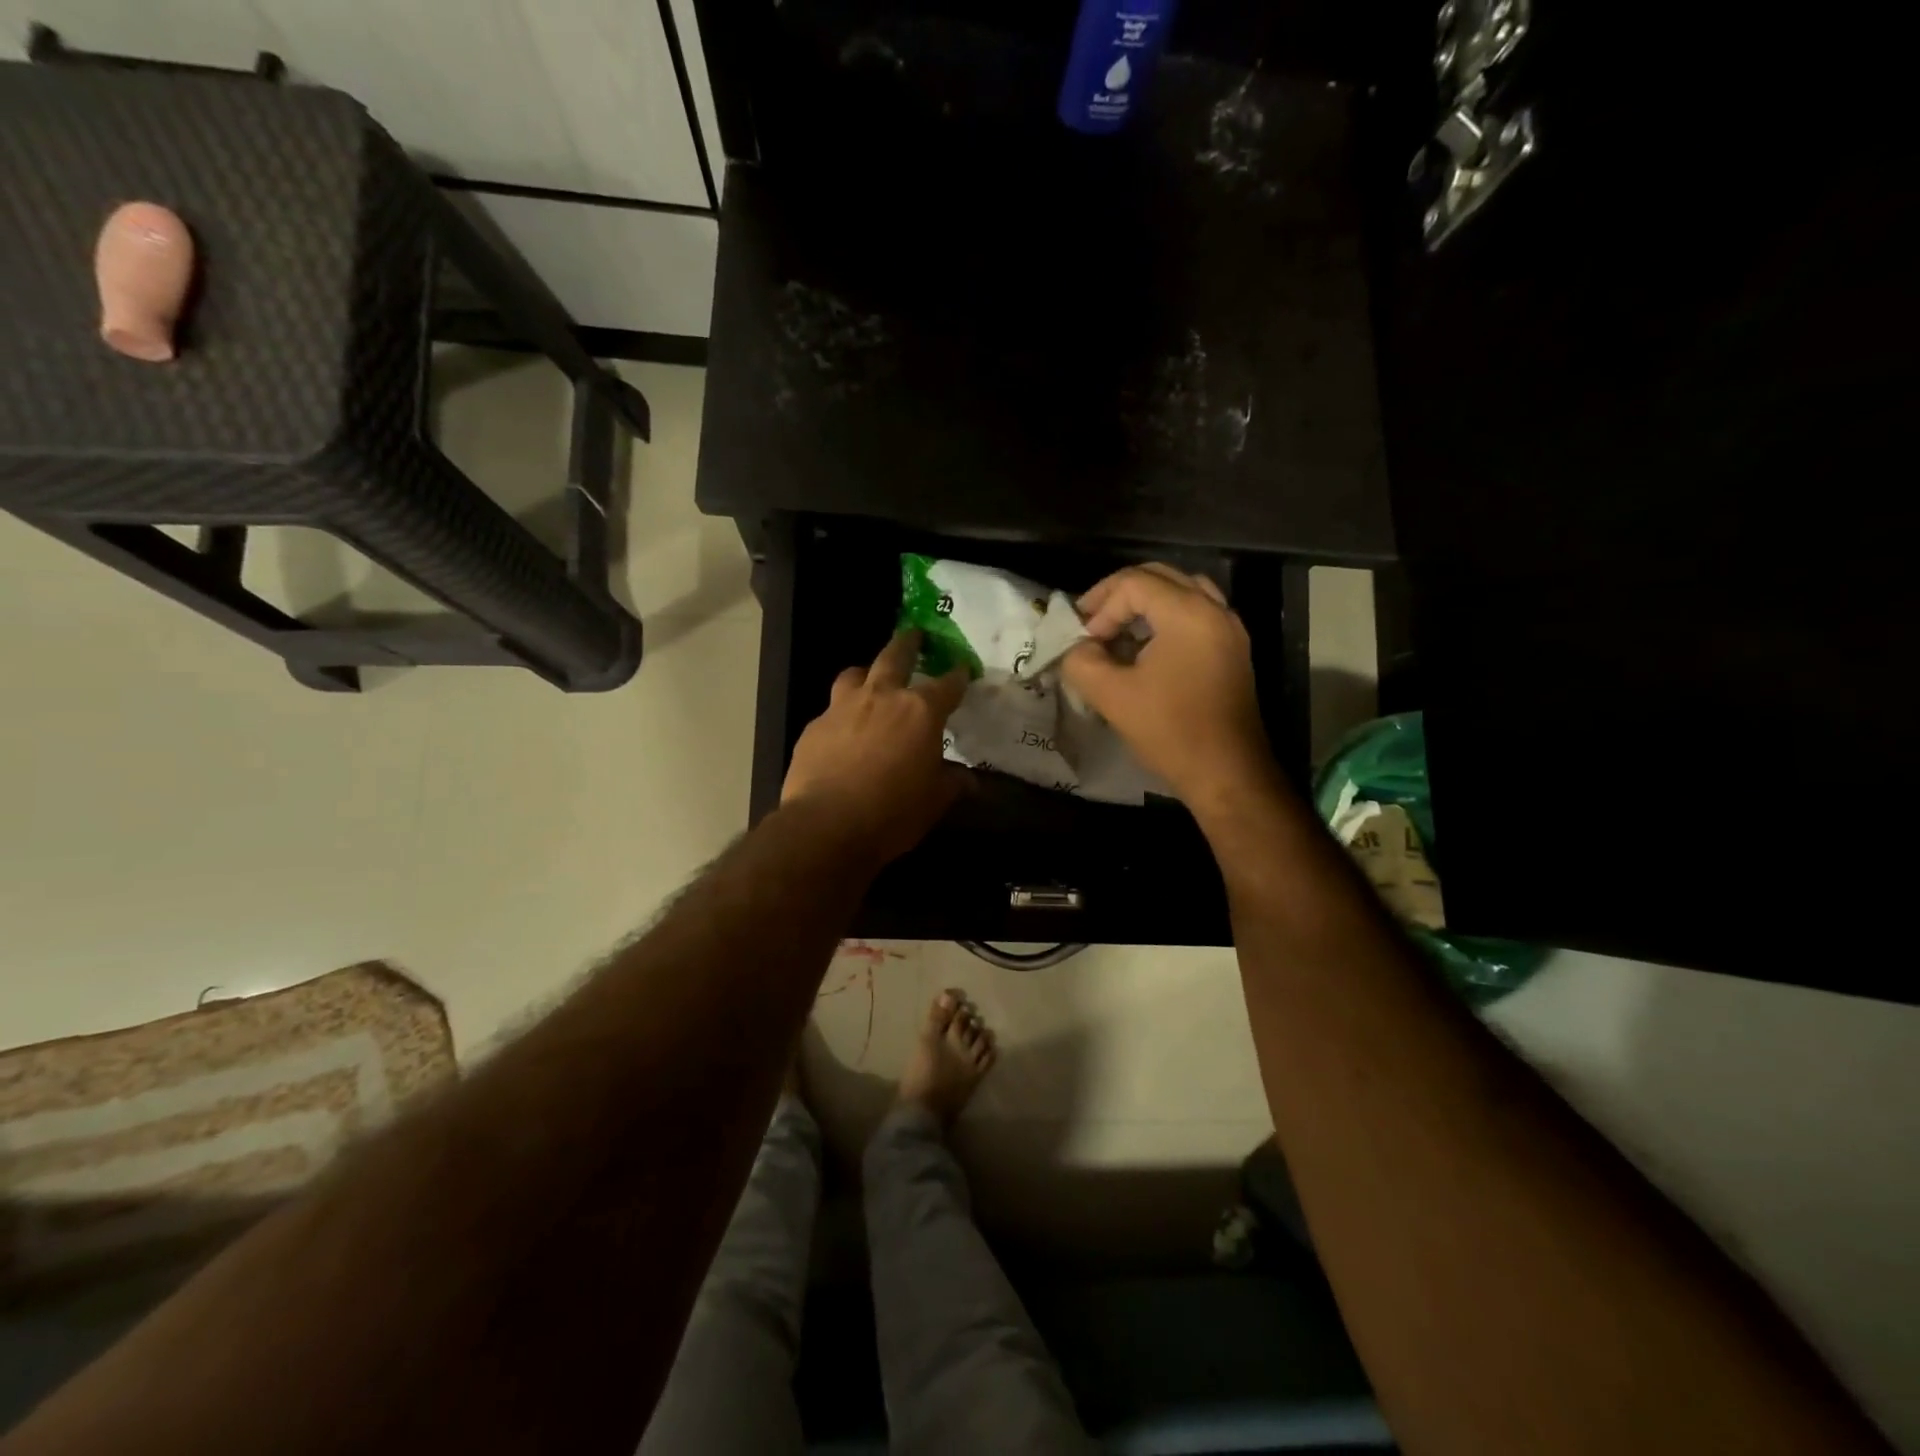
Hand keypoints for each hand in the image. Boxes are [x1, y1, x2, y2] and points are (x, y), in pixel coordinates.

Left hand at [782, 630, 967, 864]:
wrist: (826, 825)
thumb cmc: (893, 812)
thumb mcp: (934, 801)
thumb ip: (953, 783)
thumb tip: (970, 780)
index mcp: (919, 711)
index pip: (947, 684)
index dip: (958, 675)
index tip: (963, 669)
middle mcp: (881, 697)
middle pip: (895, 656)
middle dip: (908, 643)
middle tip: (914, 635)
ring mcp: (842, 708)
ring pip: (854, 674)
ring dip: (867, 673)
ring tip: (871, 680)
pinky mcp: (814, 727)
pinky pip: (831, 710)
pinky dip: (842, 714)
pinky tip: (843, 733)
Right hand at [1061, 564, 1280, 819]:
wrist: (1227, 773)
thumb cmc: (1170, 731)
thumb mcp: (1111, 696)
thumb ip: (1082, 661)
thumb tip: (1076, 648)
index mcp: (1188, 613)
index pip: (1133, 583)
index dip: (1100, 606)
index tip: (1083, 640)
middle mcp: (1214, 609)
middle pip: (1159, 577)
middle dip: (1119, 596)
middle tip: (1091, 622)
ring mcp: (1228, 629)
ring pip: (1180, 593)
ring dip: (1143, 605)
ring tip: (1116, 632)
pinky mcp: (1232, 651)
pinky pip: (1195, 614)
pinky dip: (1165, 619)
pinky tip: (1143, 649)